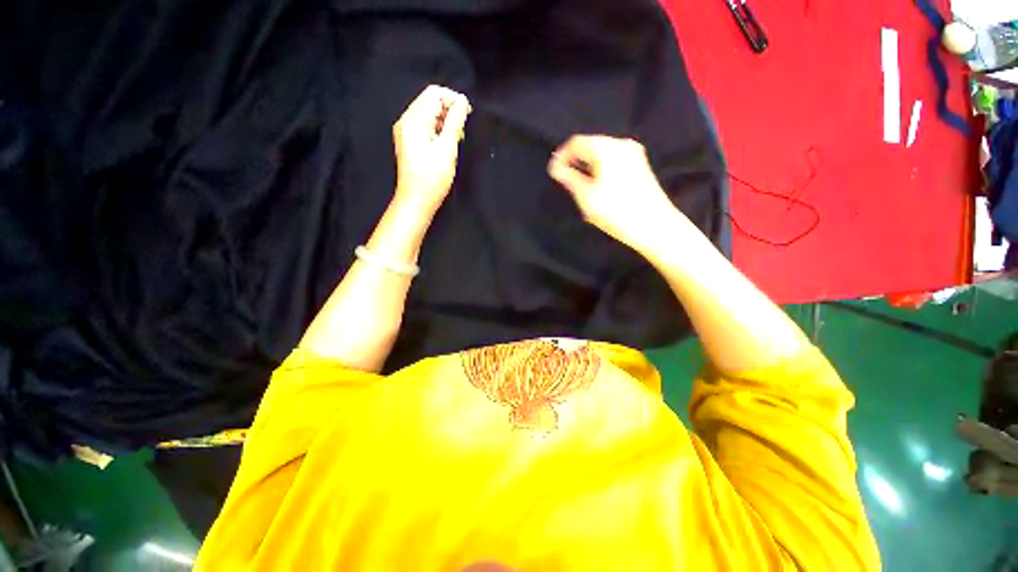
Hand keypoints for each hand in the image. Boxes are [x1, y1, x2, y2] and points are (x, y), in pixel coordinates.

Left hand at [393, 85, 471, 211]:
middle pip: (429, 101)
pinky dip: (437, 130)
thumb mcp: (447, 149)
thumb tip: (462, 101)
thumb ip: (455, 122)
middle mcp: (406, 121)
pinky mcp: (408, 142)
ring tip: (456, 138)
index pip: (434, 93)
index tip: (468, 114)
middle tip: (463, 130)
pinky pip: (424, 126)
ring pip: (427, 114)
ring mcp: (405, 132)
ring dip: (444, 121)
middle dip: (449, 110)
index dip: (453, 99)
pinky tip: (446, 144)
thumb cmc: (432, 178)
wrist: (416, 201)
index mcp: (414, 120)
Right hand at [548, 135, 679, 251]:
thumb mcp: (586, 196)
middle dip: (575, 162)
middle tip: (566, 182)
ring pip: (602, 155)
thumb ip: (569, 178)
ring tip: (581, 188)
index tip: (553, 172)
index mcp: (607, 147)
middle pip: (590, 146)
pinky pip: (613, 161)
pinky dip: (600, 170)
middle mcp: (622, 144)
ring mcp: (634, 155)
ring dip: (587, 168)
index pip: (577, 142)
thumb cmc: (616, 210)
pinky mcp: (640, 166)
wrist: (655, 226)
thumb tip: (556, 167)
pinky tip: (598, 189)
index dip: (562, 155)